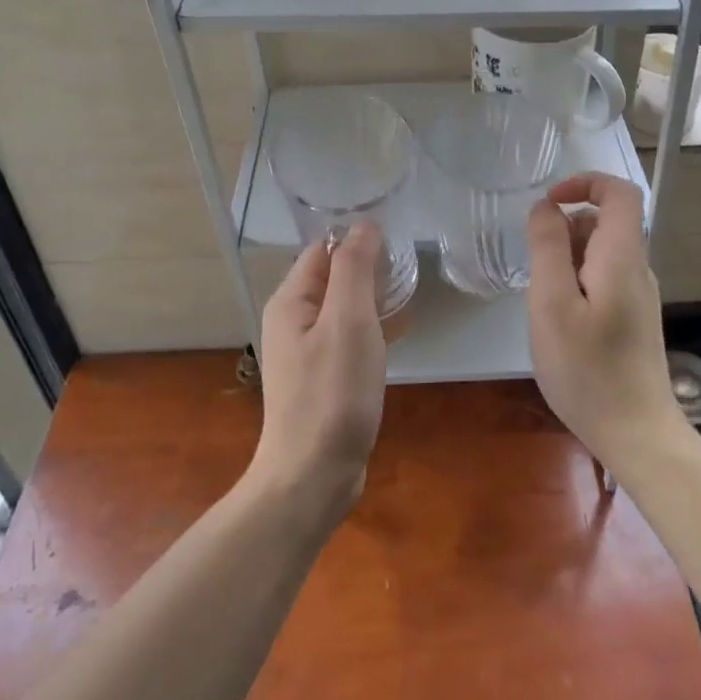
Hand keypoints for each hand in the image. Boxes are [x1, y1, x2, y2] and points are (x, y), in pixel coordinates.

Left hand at [250, 221, 387, 517]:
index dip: (356, 239)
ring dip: (373, 298)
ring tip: (409, 296)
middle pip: (332, 277)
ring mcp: (306, 351)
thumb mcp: (349, 321)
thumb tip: (363, 224)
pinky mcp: (322, 377)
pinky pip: (348, 337)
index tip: (397, 241)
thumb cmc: (333, 393)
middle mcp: (292, 320)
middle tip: (410, 269)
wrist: (313, 475)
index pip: (322, 250)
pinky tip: (398, 335)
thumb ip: (355, 269)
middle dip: (368, 268)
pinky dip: (372, 328)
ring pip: (343, 308)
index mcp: (291, 300)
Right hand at [526, 173, 686, 474]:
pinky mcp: (633, 318)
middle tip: (538, 276)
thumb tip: (546, 207)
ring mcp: (638, 295)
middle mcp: (637, 268)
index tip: (548, 205)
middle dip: (565, 232)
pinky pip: (602, 280)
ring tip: (546, 307)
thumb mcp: (552, 304)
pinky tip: (562, 325)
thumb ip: (548, 247)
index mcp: (622, 256)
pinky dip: (575, 285)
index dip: (584, 183)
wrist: (637, 434)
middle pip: (605, 222)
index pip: (619, 192)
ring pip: (600, 253)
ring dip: (566, 262)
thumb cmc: (587, 370)